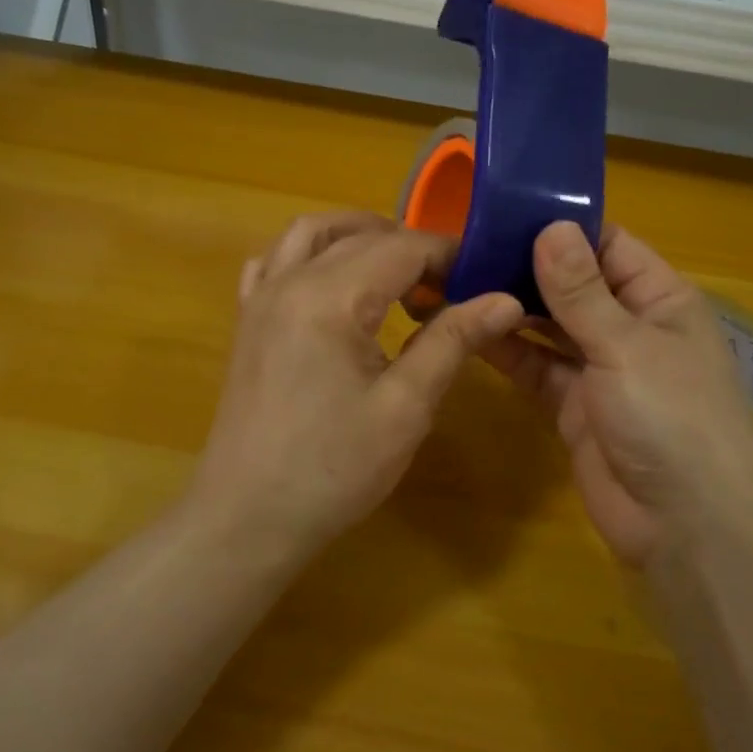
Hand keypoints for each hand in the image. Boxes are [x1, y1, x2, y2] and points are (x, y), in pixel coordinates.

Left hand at [188, 211, 524, 553]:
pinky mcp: (247, 320)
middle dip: (411, 248)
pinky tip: (333, 285)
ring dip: (359, 236)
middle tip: (449, 288)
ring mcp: (260, 297)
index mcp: (329, 297)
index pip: (402, 248)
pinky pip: (275, 260)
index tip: (483, 280)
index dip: (448, 256)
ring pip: (310, 232)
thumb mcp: (405, 407)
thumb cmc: (332, 469)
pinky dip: (311, 254)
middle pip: (359, 236)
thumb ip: (452, 341)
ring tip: (397, 272)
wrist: (246, 518)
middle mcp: (288, 280)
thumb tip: (505, 300)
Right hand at [484, 221, 752, 567]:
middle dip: (528, 267)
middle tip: (466, 243)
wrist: (687, 529)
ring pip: (550, 327)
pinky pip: (537, 368)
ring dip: (513, 308)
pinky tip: (470, 330)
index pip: (609, 246)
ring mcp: (601, 370)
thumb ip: (583, 292)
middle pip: (574, 285)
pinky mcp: (574, 407)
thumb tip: (550, 227)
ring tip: (459, 280)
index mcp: (660, 300)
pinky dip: (508, 351)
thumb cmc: (673, 420)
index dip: (563, 228)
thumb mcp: (627, 346)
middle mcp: (631, 327)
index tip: (506, 210)